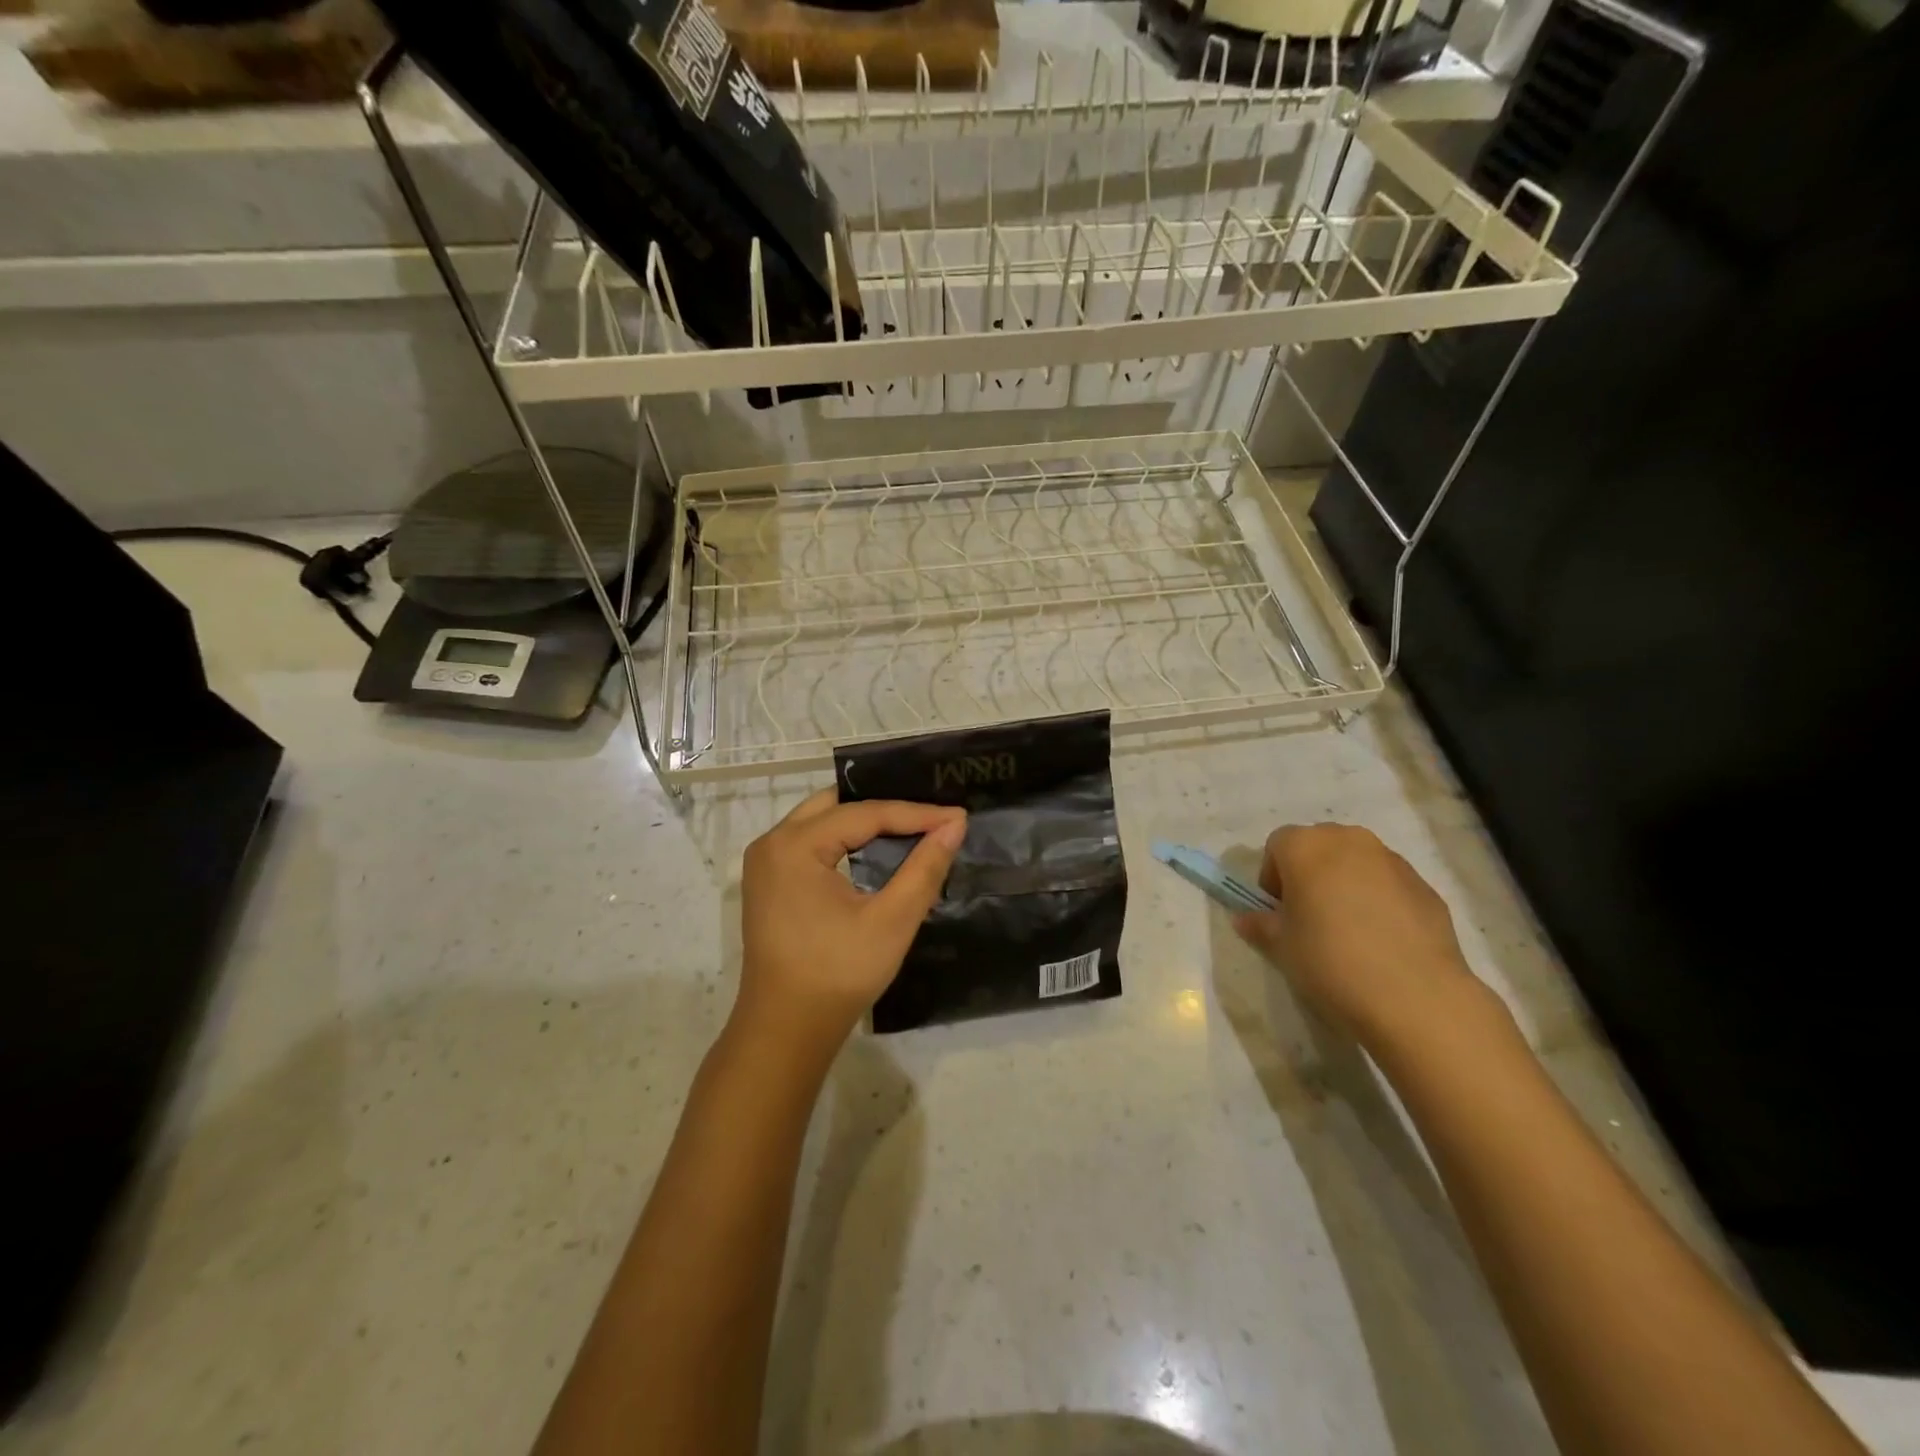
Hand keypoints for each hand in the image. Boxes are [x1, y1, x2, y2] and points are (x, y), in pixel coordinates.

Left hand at [733, 789, 966, 1056]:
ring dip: (864, 822)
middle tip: (932, 814)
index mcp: (794, 846)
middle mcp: (772, 843)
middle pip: (837, 805)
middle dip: (887, 808)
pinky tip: (875, 849)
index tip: (957, 816)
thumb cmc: (838, 975)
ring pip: (822, 821)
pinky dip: (845, 839)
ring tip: (911, 826)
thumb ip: (925, 868)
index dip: (915, 813)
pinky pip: (810, 842)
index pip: (864, 813)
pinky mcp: (768, 882)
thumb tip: (955, 826)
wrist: (785, 1031)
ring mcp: (765, 863)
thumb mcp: (892, 920)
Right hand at [1232, 823, 1495, 1052]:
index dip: (1272, 876)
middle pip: (1318, 846)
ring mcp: (1392, 860)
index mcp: (1306, 846)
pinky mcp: (1425, 885)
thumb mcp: (1282, 947)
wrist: (1415, 996)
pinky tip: (1382, 940)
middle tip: (1309, 916)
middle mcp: (1349, 840)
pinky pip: (1388, 883)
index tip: (1279, 911)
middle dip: (1309, 873)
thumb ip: (1260, 925)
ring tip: (1349, 930)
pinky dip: (1379, 899)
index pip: (1277, 845)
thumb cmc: (1331, 960)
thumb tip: (1245, 919)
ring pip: (1356, 862)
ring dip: (1345, 883)